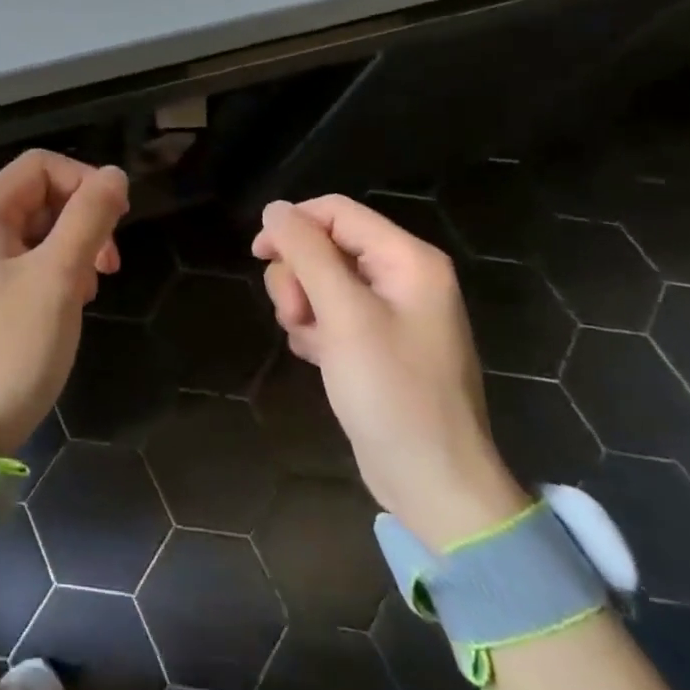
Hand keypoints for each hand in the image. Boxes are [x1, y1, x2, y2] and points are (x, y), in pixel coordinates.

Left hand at [0, 150, 129, 457]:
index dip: (85, 182)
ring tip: (90, 289)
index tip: (118, 222)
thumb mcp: (57, 279)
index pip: (41, 166)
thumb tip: (115, 175)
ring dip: (73, 250)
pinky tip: (69, 304)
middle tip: (109, 264)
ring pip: (38, 232)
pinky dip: (55, 274)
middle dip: (82, 221)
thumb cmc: (9, 349)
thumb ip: (88, 220)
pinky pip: (27, 263)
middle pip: (40, 196)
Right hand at [252, 196, 528, 549]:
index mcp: (408, 259)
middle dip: (297, 276)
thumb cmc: (392, 392)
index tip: (258, 256)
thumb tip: (275, 208)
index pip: (335, 212)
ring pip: (320, 280)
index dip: (292, 226)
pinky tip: (317, 358)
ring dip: (301, 306)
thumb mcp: (344, 315)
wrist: (431, 481)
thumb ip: (308, 254)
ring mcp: (389, 312)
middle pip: (324, 245)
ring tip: (308, 342)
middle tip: (296, 316)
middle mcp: (402, 277)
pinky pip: (328, 313)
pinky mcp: (375, 342)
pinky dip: (313, 329)